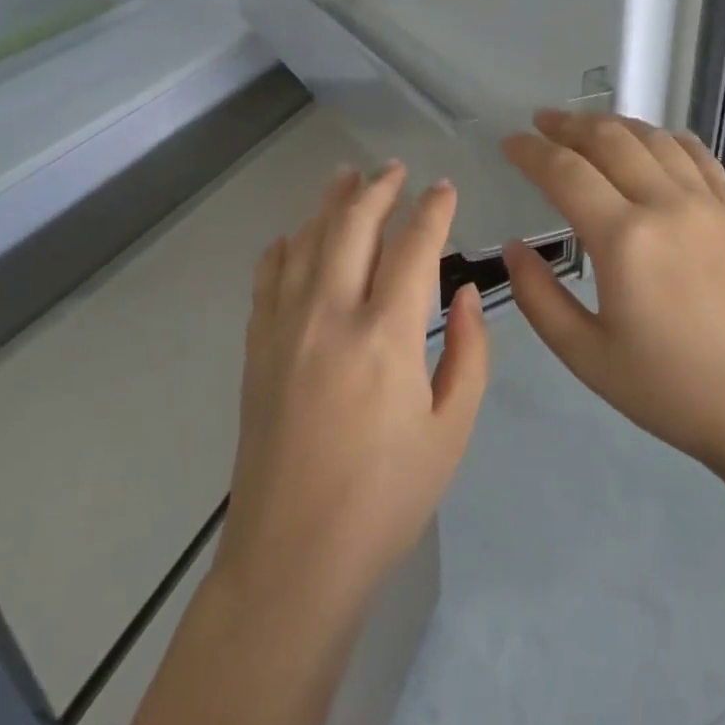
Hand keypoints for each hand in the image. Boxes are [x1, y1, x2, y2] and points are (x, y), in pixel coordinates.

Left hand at [218, 162, 488, 615]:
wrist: (294, 556)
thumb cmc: (387, 499)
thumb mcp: (451, 430)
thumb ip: (467, 353)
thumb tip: (461, 292)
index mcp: (386, 337)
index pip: (414, 247)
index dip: (433, 210)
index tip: (445, 188)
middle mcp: (330, 316)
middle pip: (353, 227)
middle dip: (378, 189)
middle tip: (395, 168)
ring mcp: (284, 328)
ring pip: (306, 242)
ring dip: (329, 203)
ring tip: (346, 175)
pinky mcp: (257, 348)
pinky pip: (268, 278)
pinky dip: (284, 247)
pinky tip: (294, 235)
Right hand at [500, 111, 724, 477]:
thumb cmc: (672, 390)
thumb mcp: (587, 356)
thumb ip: (539, 297)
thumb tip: (515, 248)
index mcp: (624, 239)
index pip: (565, 172)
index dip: (531, 151)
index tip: (509, 142)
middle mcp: (667, 205)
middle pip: (610, 140)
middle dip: (569, 125)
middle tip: (542, 123)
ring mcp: (711, 205)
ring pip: (656, 140)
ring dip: (615, 125)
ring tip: (589, 126)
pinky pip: (700, 157)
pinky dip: (668, 140)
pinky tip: (656, 142)